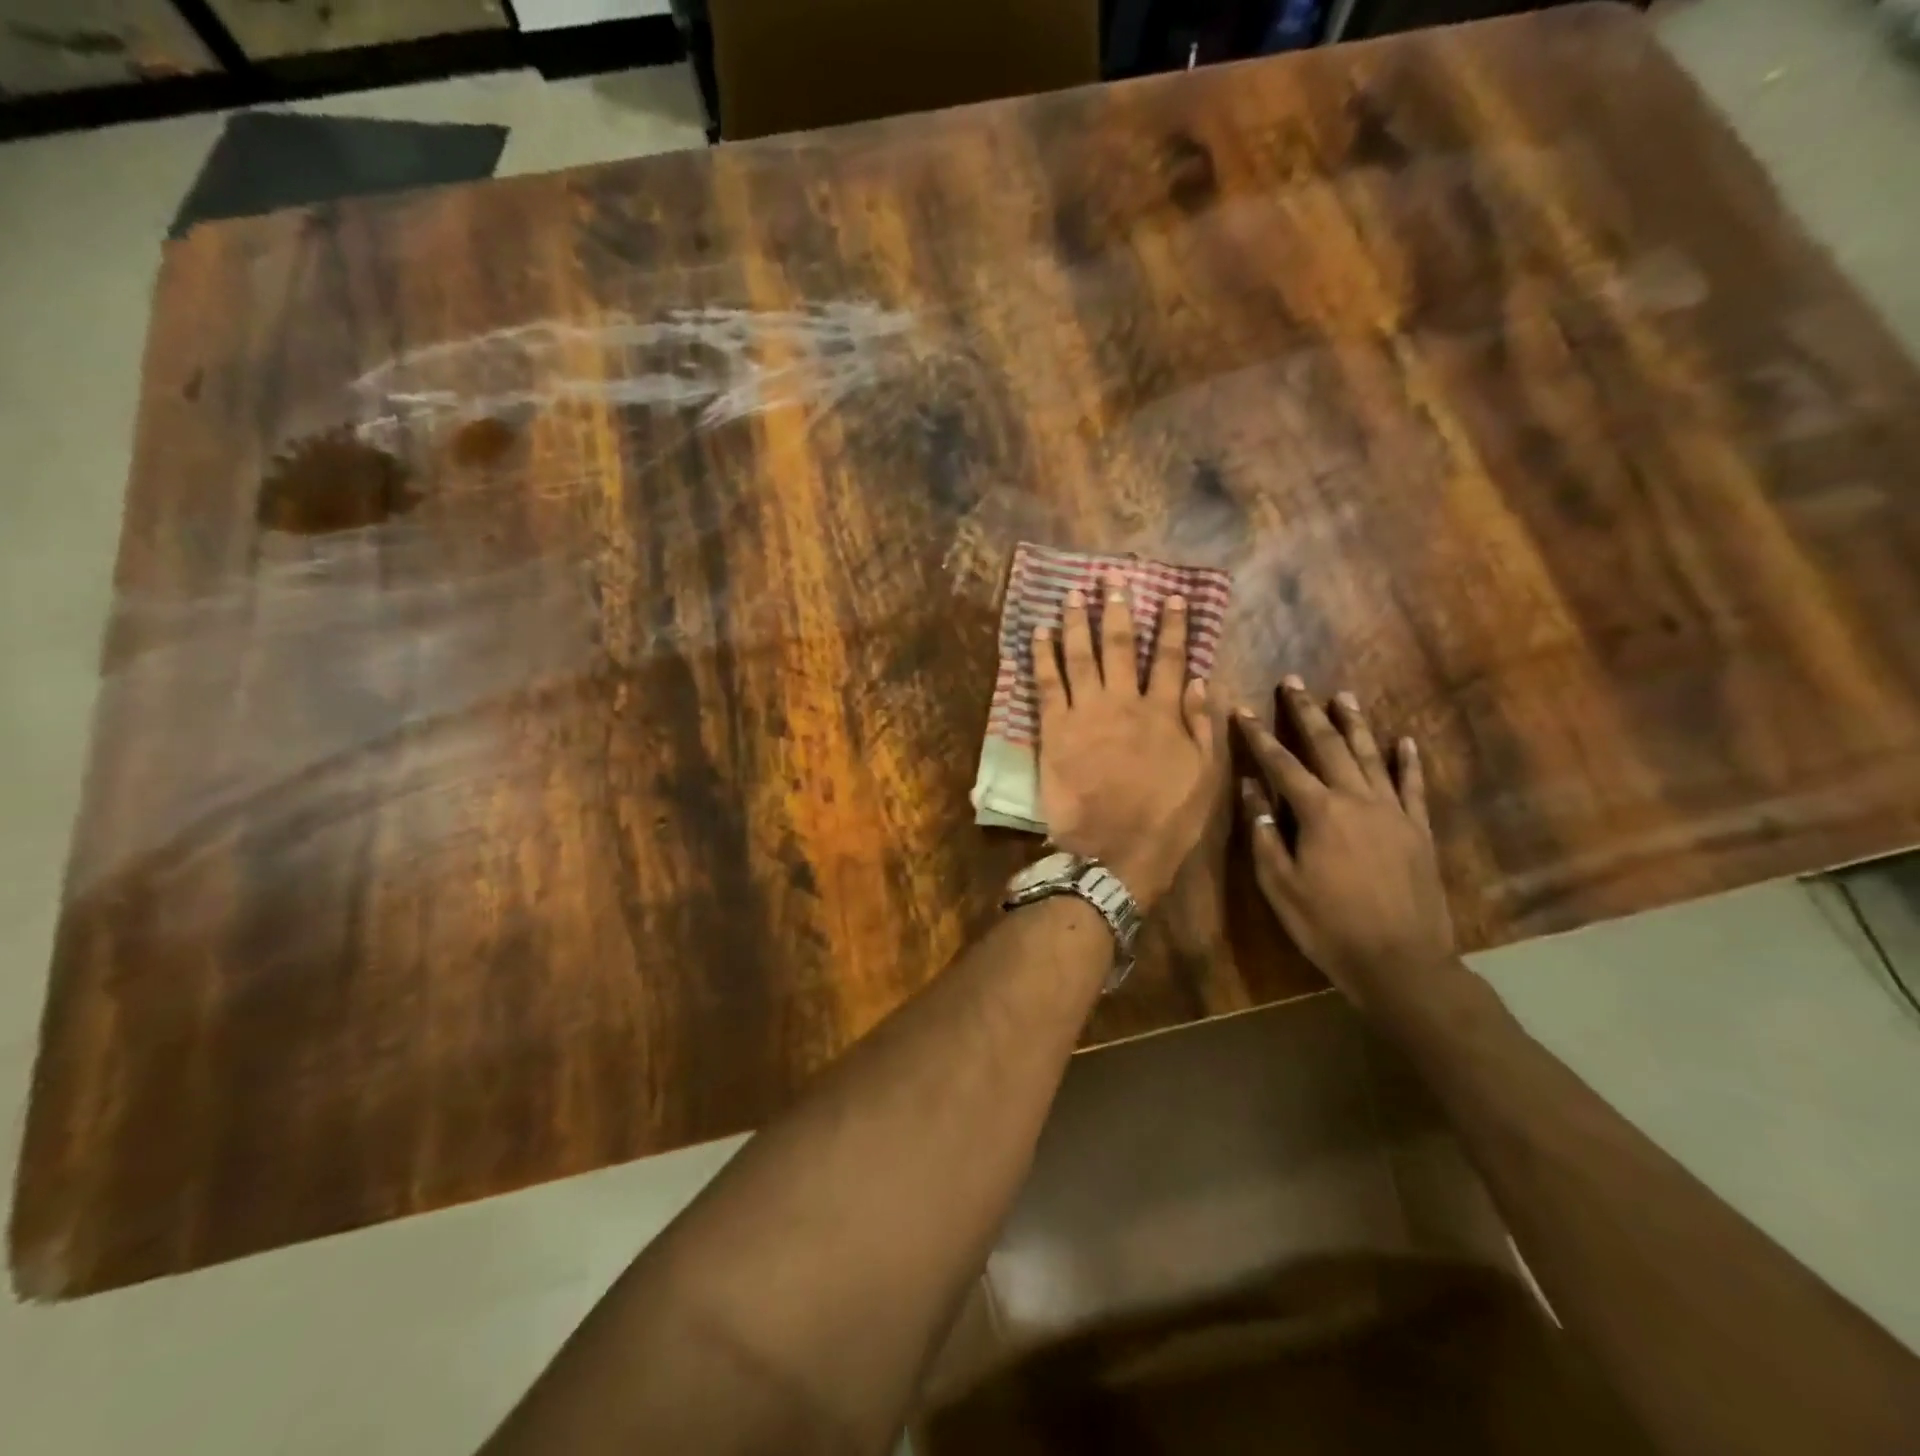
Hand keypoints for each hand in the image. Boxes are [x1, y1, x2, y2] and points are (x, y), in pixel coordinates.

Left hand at [1035, 577, 1216, 909]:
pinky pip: (1046, 683)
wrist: (1114, 852)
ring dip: (1077, 620)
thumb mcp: (1203, 777)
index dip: (1172, 626)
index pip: (1168, 658)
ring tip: (1074, 592)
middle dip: (1117, 609)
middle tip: (1112, 580)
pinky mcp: (1054, 729)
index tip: (1172, 597)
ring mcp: (1086, 713)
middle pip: (1119, 646)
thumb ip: (1202, 726)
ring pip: (1080, 655)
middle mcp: (1124, 702)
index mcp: (1163, 713)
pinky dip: (1042, 655)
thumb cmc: (1165, 820)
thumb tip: (1198, 681)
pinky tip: (1039, 632)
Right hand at [1232, 679, 1459, 1012]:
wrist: (1400, 962)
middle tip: (1295, 682)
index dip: (1259, 737)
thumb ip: (1263, 833)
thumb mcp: (1279, 884)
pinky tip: (1405, 741)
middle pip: (1329, 747)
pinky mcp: (1419, 831)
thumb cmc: (1327, 925)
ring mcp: (1394, 813)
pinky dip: (1409, 762)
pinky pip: (1414, 787)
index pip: (1282, 765)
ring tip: (1343, 696)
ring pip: (1372, 757)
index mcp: (1319, 813)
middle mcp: (1357, 800)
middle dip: (1307, 713)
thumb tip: (1250, 789)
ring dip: (1355, 724)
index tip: (1244, 710)